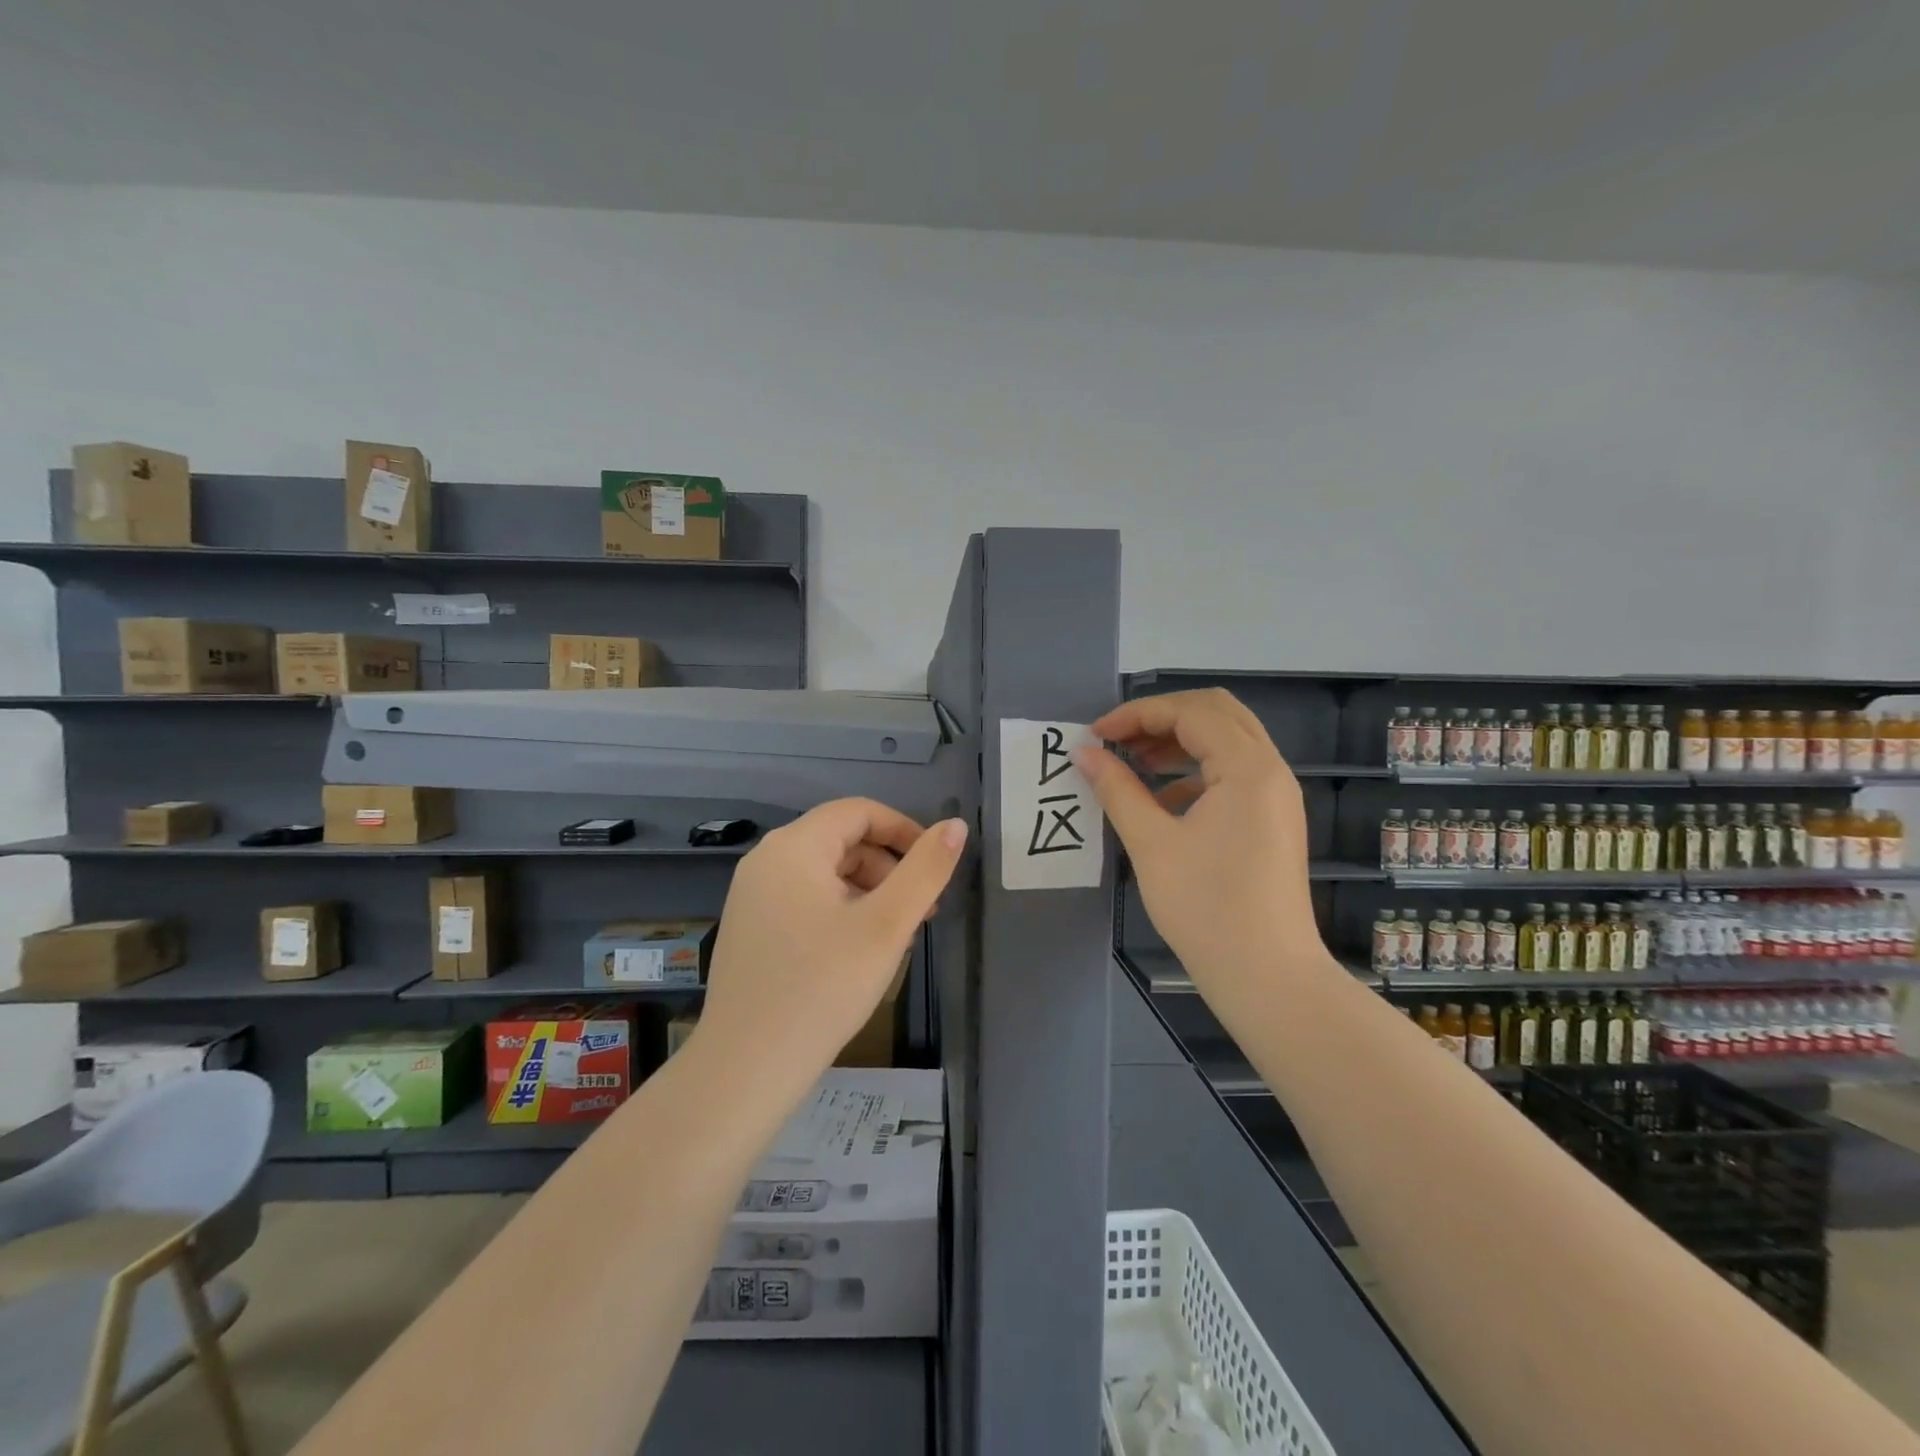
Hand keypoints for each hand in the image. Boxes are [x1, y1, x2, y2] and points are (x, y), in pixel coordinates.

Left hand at [695, 799, 967, 1097]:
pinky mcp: (749, 927)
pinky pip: (804, 899)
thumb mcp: (886, 926)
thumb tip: (955, 826)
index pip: (859, 812)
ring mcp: (752, 895)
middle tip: (921, 913)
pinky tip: (857, 952)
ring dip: (868, 891)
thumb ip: (925, 870)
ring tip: (894, 937)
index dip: (904, 830)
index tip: (935, 868)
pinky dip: (840, 910)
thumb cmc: (822, 988)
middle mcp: (766, 860)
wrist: (745, 1068)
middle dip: (889, 867)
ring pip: (825, 873)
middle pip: (841, 840)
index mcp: (794, 847)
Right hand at [1077, 689, 1325, 1017]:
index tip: (1095, 735)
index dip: (1137, 715)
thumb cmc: (1206, 908)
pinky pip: (1234, 773)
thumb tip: (1085, 753)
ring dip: (1179, 741)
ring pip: (1227, 741)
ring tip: (1132, 762)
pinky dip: (1196, 770)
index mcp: (1248, 767)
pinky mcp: (1273, 820)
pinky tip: (1162, 799)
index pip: (1189, 713)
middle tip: (1118, 739)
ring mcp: (1276, 796)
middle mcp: (1270, 770)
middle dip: (1162, 718)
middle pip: (1216, 712)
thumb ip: (1116, 789)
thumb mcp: (1151, 843)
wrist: (1268, 977)